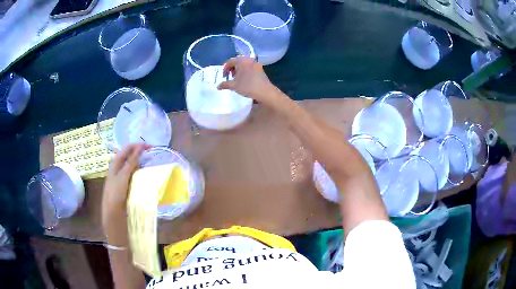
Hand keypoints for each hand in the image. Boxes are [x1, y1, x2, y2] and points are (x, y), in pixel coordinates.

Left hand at [101, 144, 148, 229]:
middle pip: (129, 155)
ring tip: (149, 161)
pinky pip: (132, 173)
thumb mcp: (123, 176)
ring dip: (139, 161)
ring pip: (131, 164)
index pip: (126, 149)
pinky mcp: (125, 184)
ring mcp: (121, 176)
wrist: (113, 212)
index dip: (137, 145)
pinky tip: (144, 173)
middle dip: (139, 152)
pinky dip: (139, 170)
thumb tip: (140, 147)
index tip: (150, 146)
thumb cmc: (116, 193)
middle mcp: (118, 168)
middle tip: (151, 153)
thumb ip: (131, 162)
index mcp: (115, 163)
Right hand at [218, 57, 287, 108]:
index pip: (230, 61)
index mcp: (241, 60)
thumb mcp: (234, 86)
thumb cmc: (248, 86)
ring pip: (244, 64)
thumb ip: (225, 84)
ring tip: (237, 79)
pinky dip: (245, 71)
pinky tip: (245, 79)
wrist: (265, 91)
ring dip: (239, 70)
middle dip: (232, 68)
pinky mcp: (260, 69)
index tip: (224, 77)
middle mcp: (249, 59)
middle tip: (230, 77)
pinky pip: (250, 67)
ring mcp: (256, 63)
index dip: (225, 69)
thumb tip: (218, 86)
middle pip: (237, 61)